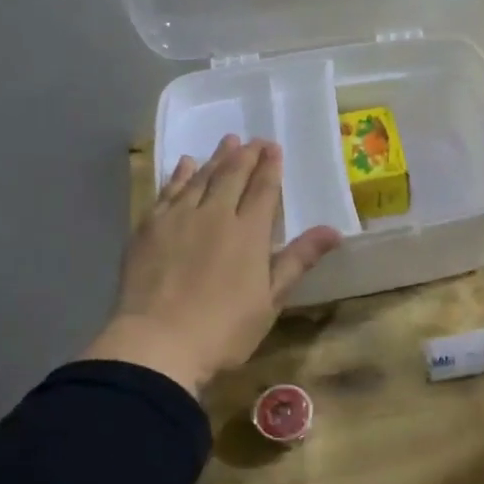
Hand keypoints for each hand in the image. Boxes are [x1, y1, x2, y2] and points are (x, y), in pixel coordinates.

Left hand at [84, 135, 340, 394]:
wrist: (157, 342)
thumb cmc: (223, 329)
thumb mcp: (271, 300)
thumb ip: (298, 260)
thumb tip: (334, 231)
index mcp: (249, 233)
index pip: (263, 190)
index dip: (270, 167)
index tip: (274, 148)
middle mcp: (215, 214)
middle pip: (232, 176)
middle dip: (246, 155)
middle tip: (254, 140)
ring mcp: (178, 218)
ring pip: (201, 178)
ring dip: (216, 157)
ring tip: (227, 141)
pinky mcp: (149, 227)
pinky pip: (168, 190)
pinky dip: (180, 174)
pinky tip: (186, 164)